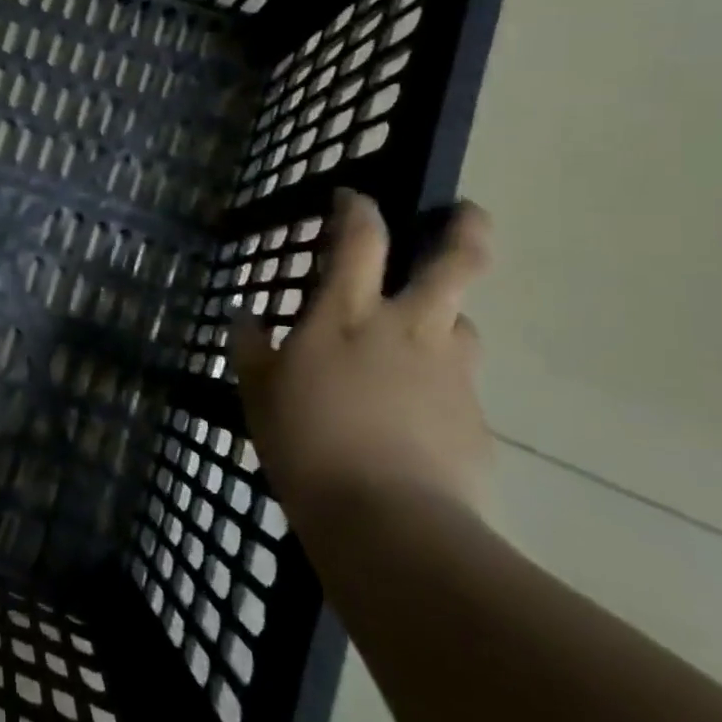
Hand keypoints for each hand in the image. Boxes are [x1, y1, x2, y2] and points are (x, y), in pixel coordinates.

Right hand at [229, 191, 493, 533]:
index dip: (358, 208)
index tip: (352, 198)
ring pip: (463, 322)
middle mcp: (408, 327)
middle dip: (464, 228)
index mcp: (348, 315)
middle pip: (456, 260)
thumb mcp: (258, 394)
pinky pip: (459, 384)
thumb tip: (246, 318)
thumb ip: (251, 349)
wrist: (388, 523)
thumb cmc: (306, 445)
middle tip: (465, 214)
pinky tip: (416, 417)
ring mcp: (451, 370)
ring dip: (445, 319)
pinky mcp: (475, 415)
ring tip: (420, 340)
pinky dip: (439, 385)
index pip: (362, 238)